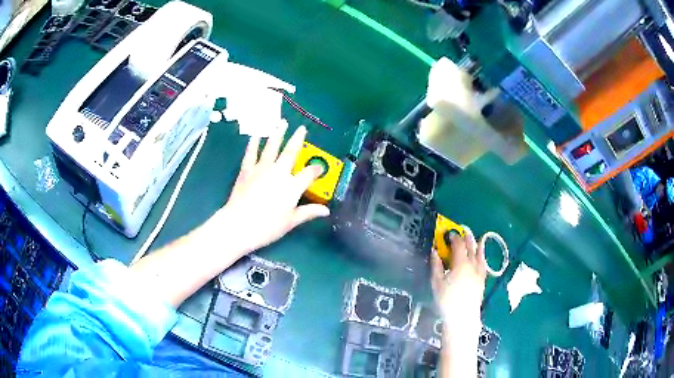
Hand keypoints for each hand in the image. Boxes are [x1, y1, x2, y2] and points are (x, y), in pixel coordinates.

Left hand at [214, 125, 329, 254]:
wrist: (239, 224)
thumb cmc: (268, 226)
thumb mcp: (291, 222)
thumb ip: (309, 212)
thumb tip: (326, 210)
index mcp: (292, 186)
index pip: (309, 174)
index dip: (317, 169)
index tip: (320, 168)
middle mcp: (279, 172)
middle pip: (291, 152)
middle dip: (298, 139)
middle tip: (302, 128)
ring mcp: (261, 169)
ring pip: (272, 147)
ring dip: (278, 134)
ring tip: (282, 123)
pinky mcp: (247, 170)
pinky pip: (251, 153)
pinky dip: (253, 143)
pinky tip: (256, 135)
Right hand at [430, 227, 485, 337]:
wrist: (462, 317)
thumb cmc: (446, 300)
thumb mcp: (437, 283)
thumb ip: (436, 265)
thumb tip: (434, 251)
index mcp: (460, 263)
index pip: (458, 245)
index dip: (454, 237)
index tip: (449, 233)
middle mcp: (472, 264)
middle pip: (470, 247)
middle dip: (466, 238)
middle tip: (462, 231)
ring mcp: (479, 272)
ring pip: (479, 254)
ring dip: (477, 245)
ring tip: (477, 238)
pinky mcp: (482, 280)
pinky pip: (483, 264)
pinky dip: (482, 257)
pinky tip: (482, 257)